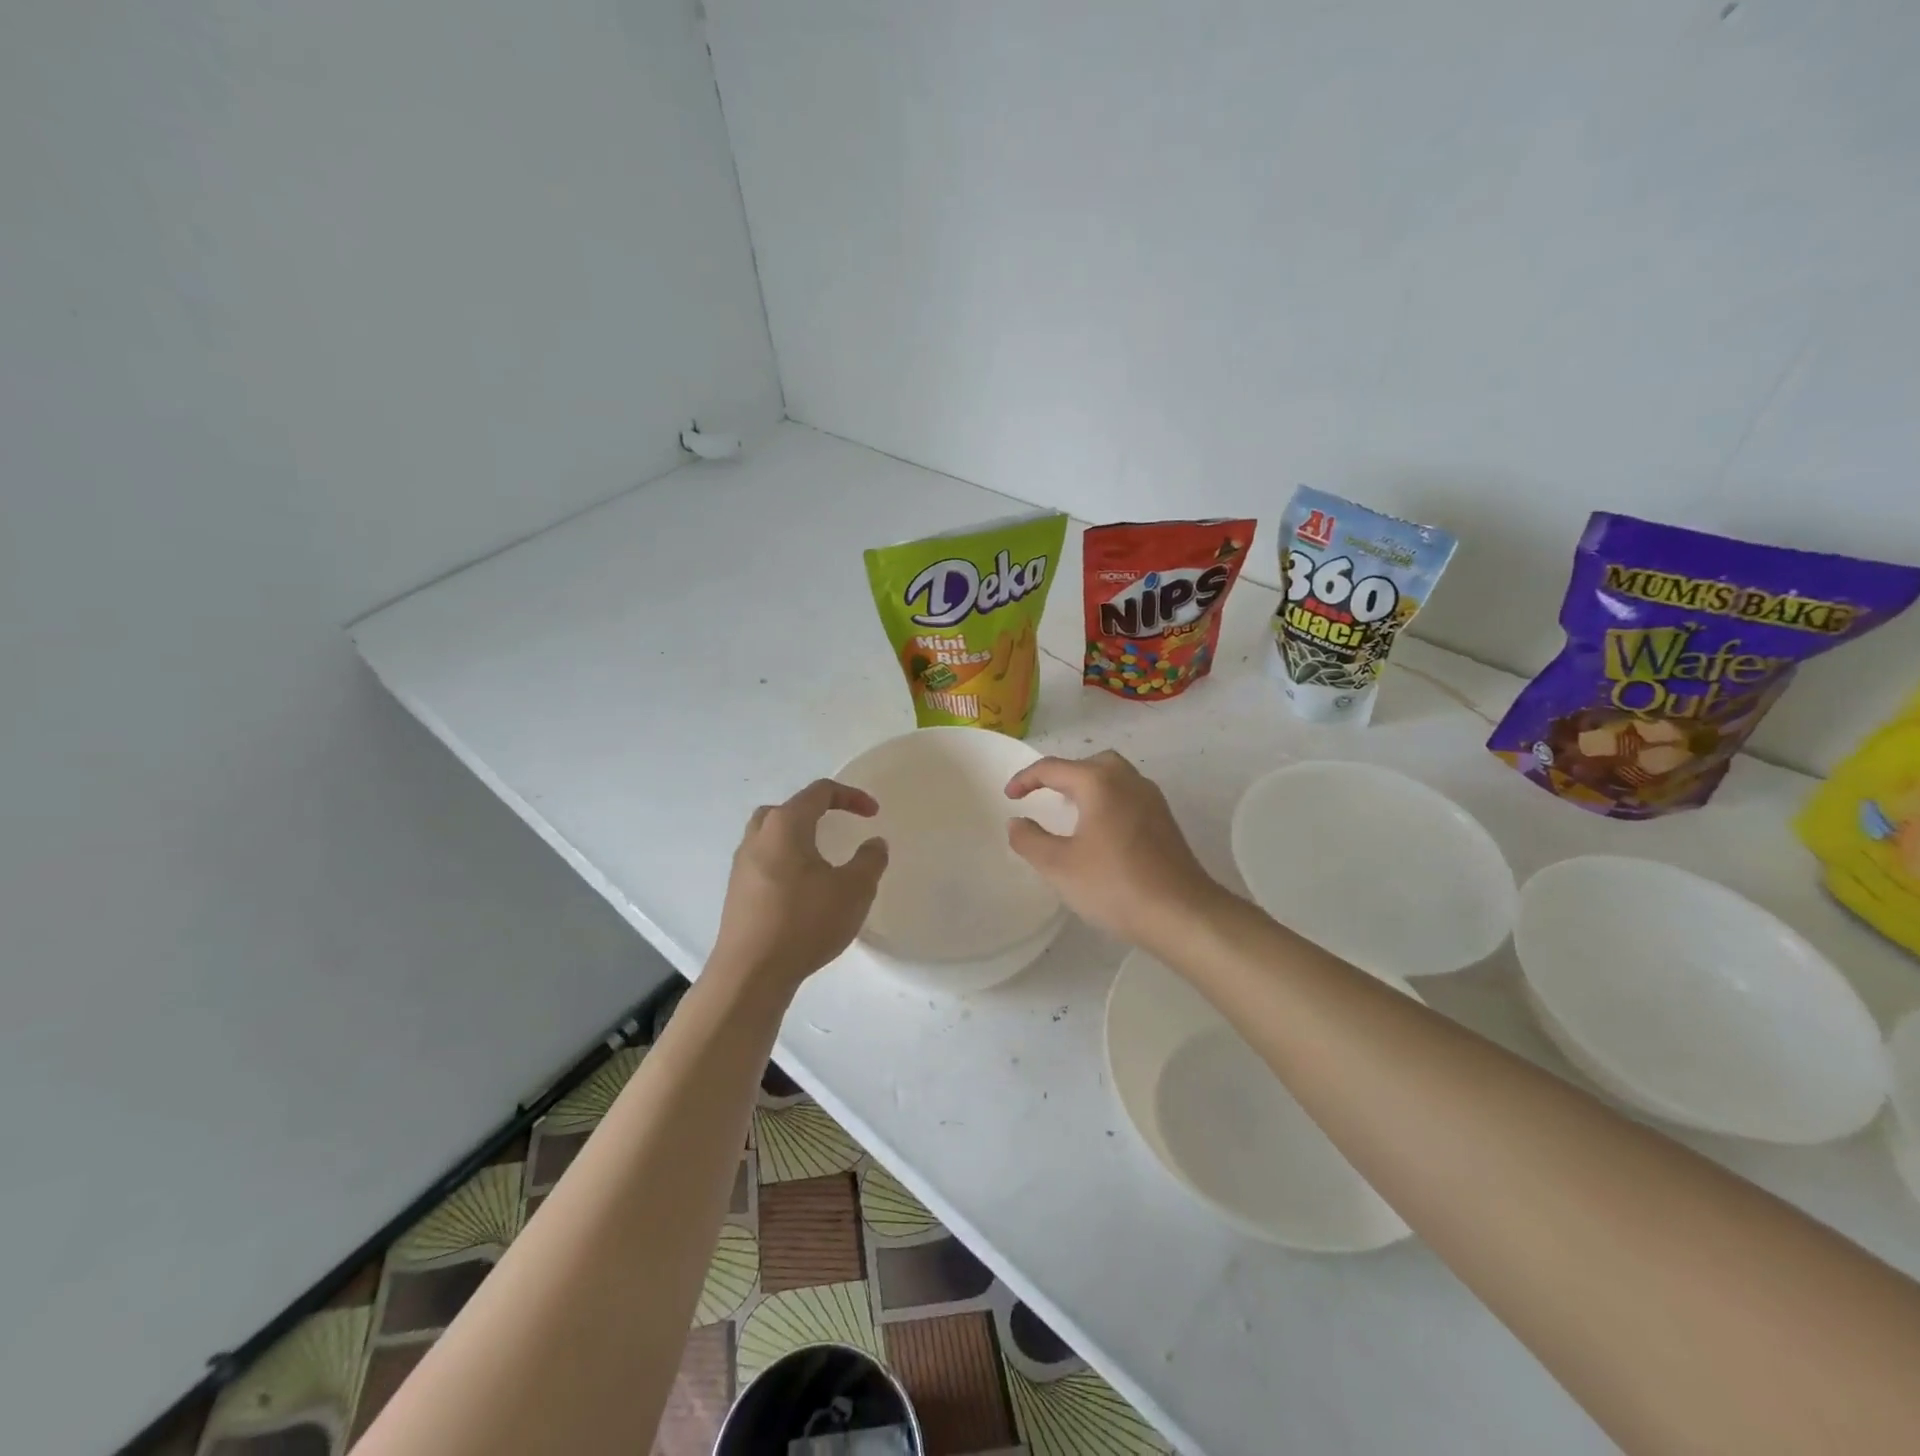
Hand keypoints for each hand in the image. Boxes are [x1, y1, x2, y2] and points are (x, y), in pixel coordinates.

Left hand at [710, 780, 888, 993]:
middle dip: (817, 812)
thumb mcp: (854, 891)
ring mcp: (742, 865)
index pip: (819, 793)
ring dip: (797, 837)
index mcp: (785, 826)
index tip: (873, 814)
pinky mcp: (737, 892)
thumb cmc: (805, 923)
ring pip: (771, 835)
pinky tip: (801, 889)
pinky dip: (785, 861)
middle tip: (838, 827)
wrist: (750, 973)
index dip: (850, 796)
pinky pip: (764, 861)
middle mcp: (758, 837)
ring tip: (820, 858)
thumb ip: (870, 860)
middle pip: (787, 809)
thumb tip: (874, 843)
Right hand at [1004, 750, 1225, 948]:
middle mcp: (1128, 780)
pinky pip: (1129, 797)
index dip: (1025, 779)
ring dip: (1088, 787)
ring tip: (1070, 813)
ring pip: (1114, 777)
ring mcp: (1152, 799)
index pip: (1053, 768)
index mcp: (1099, 783)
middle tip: (1044, 796)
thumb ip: (1030, 840)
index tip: (1009, 797)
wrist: (1181, 913)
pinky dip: (1108, 802)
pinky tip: (1100, 833)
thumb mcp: (1058, 866)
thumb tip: (1017, 822)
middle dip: (1063, 775)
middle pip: (1090, 763)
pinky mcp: (1165, 821)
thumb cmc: (1114, 885)